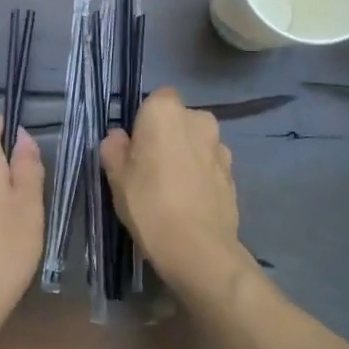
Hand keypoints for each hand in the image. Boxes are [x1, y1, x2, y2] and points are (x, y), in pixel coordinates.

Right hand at [101, 86, 248, 298]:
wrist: (198, 248)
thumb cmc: (149, 203)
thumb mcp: (116, 176)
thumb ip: (114, 148)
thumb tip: (119, 138)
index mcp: (166, 111)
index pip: (156, 99)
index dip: (145, 121)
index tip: (136, 147)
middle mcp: (199, 119)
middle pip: (179, 120)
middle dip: (169, 136)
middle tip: (151, 168)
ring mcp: (221, 147)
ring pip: (197, 143)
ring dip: (187, 156)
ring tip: (173, 190)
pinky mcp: (234, 174)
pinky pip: (210, 166)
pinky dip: (202, 177)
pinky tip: (190, 203)